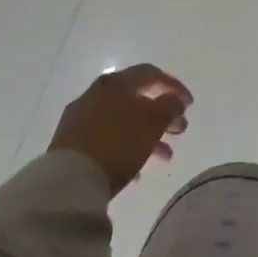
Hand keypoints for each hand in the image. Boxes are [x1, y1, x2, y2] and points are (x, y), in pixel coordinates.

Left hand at [50, 64, 191, 193]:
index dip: (173, 86)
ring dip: (147, 134)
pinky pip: (107, 139)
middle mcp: (96, 94)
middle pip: (136, 99)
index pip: (150, 74)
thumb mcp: (152, 122)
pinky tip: (138, 171)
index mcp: (115, 83)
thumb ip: (169, 106)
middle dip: (162, 115)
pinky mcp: (70, 144)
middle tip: (180, 130)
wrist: (68, 182)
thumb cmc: (117, 143)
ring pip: (123, 121)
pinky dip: (126, 148)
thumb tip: (175, 100)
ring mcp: (80, 119)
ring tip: (165, 156)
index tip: (189, 104)